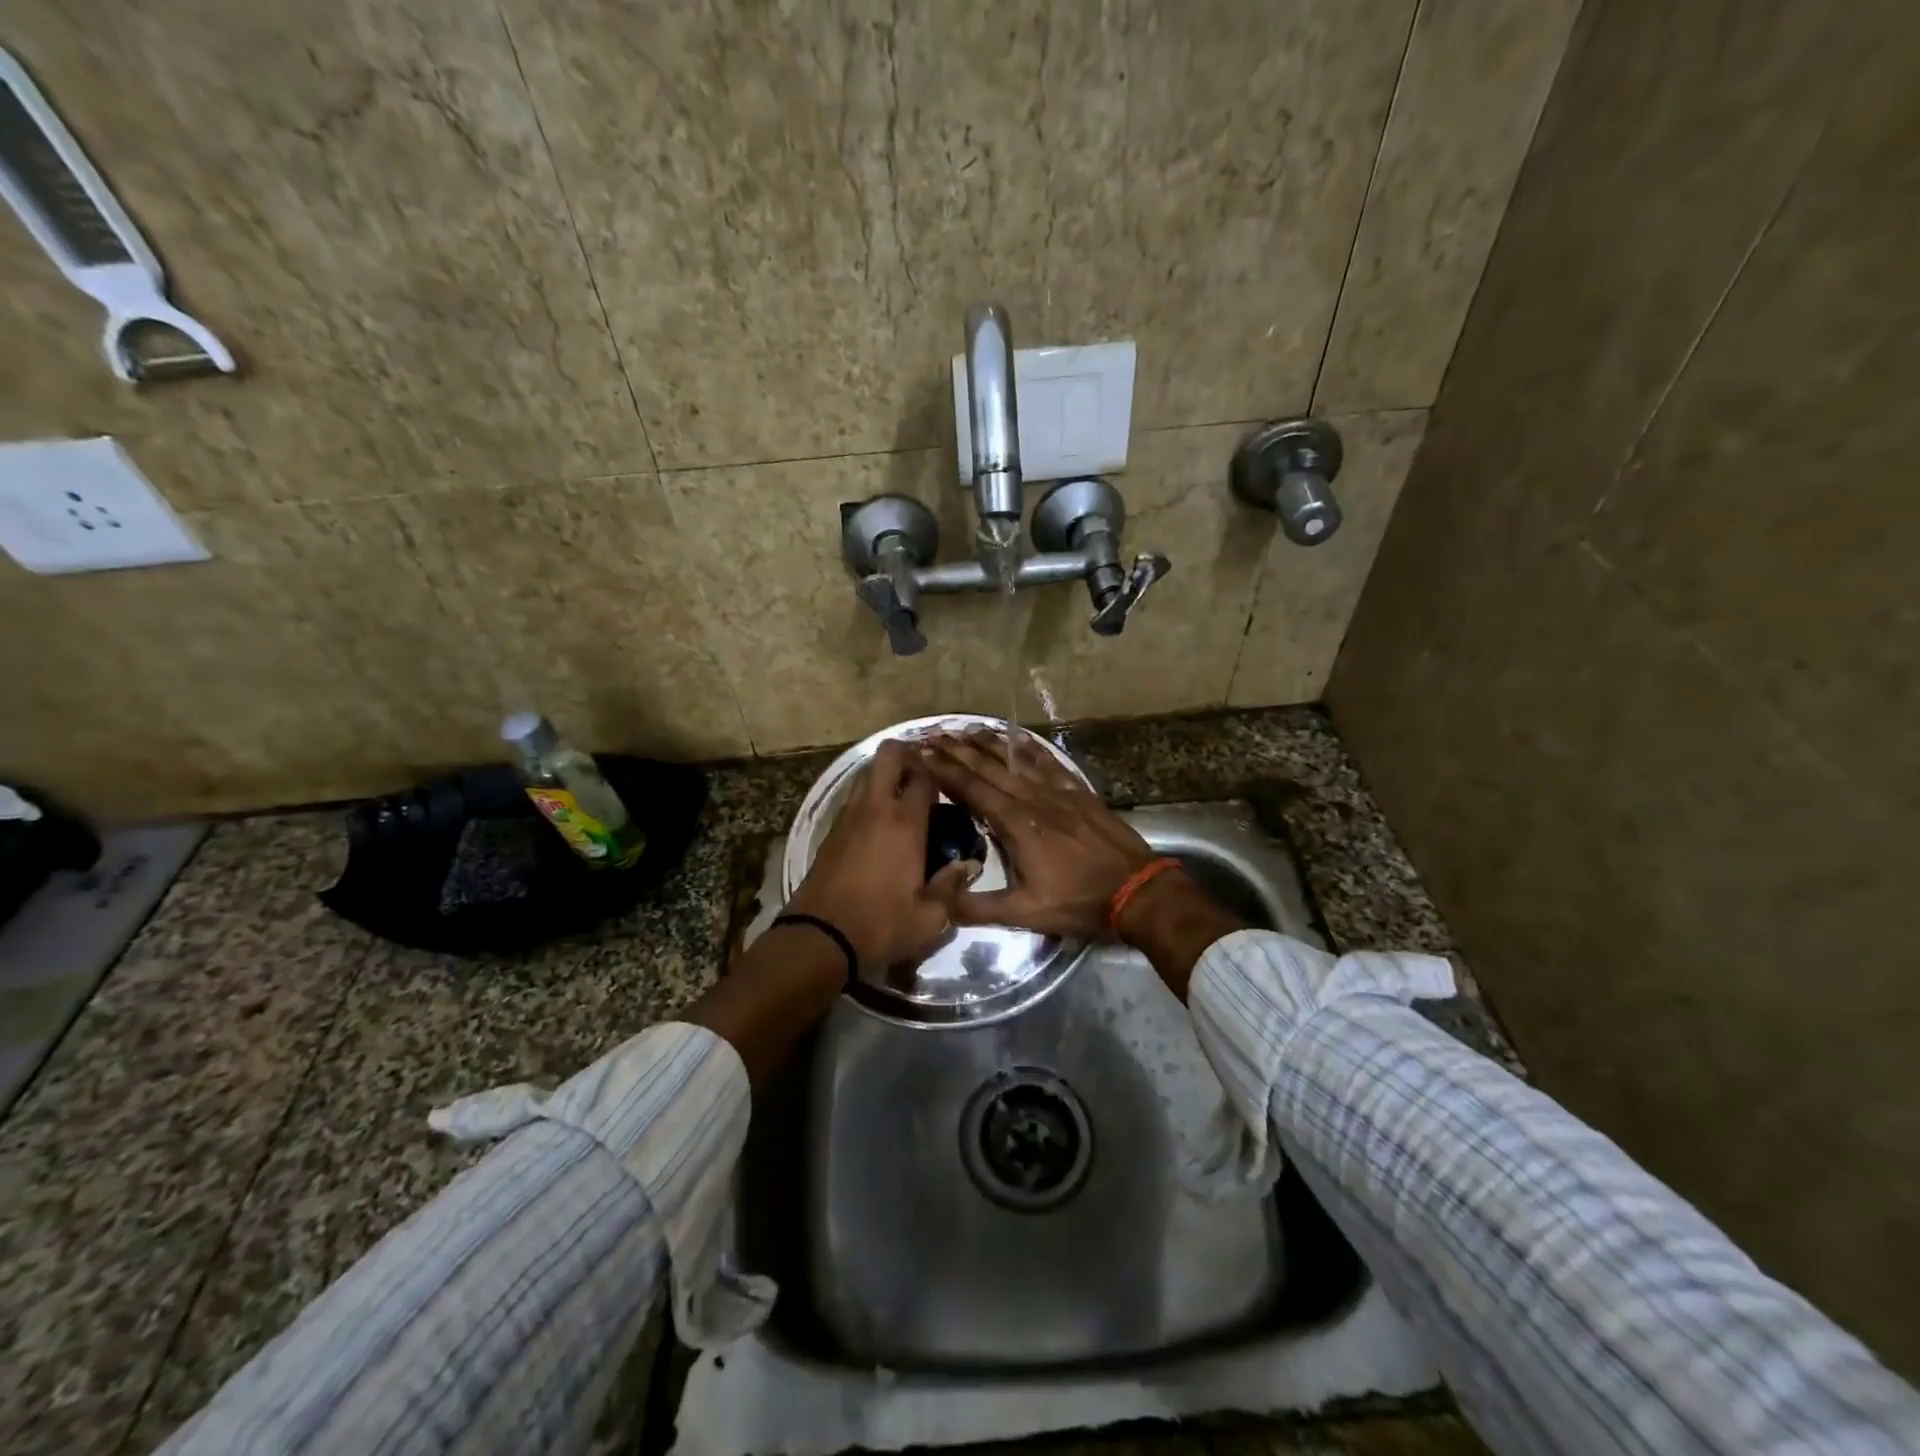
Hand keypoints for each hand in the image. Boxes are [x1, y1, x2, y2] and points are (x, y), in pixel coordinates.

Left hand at [786, 740, 977, 970]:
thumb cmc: (881, 925)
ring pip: (867, 774)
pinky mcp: (831, 831)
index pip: (924, 776)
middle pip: (888, 755)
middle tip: (923, 775)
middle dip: (907, 754)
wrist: (820, 937)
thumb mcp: (930, 917)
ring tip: (903, 798)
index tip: (949, 781)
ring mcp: (848, 816)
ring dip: (885, 775)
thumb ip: (952, 887)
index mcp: (905, 822)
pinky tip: (880, 822)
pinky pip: (854, 799)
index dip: (938, 772)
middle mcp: (876, 808)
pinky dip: (869, 798)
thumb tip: (967, 866)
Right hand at [916, 730, 1155, 939]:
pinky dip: (1028, 746)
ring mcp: (1057, 791)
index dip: (944, 770)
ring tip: (965, 728)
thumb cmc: (1077, 901)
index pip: (970, 789)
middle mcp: (1031, 798)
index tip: (921, 753)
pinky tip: (1016, 736)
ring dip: (988, 742)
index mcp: (1015, 823)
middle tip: (933, 734)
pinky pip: (1048, 761)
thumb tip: (938, 899)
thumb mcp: (1024, 913)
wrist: (1135, 889)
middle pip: (988, 767)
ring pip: (1016, 759)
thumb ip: (978, 907)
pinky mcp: (1077, 791)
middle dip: (957, 750)